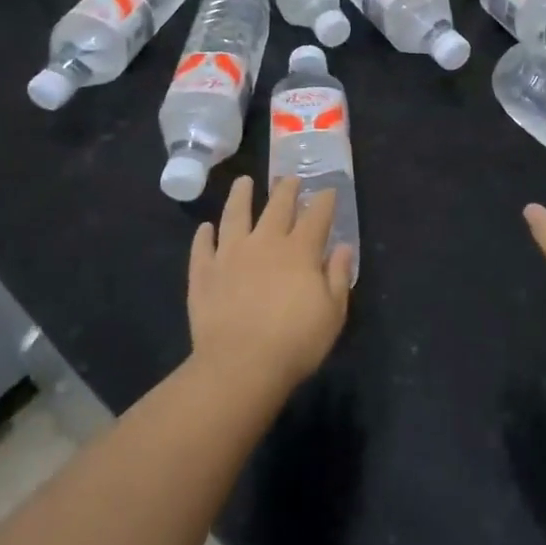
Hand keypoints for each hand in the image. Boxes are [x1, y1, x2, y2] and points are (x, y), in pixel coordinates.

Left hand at [188, 176, 352, 393]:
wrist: (240, 365)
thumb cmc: (295, 342)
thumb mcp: (333, 313)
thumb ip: (338, 276)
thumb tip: (343, 247)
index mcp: (300, 250)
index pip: (317, 216)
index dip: (324, 201)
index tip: (328, 190)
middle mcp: (265, 242)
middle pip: (277, 207)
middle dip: (286, 189)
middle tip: (290, 178)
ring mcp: (230, 255)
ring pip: (235, 215)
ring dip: (240, 196)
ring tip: (243, 182)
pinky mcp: (204, 273)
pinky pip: (202, 248)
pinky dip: (204, 236)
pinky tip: (205, 228)